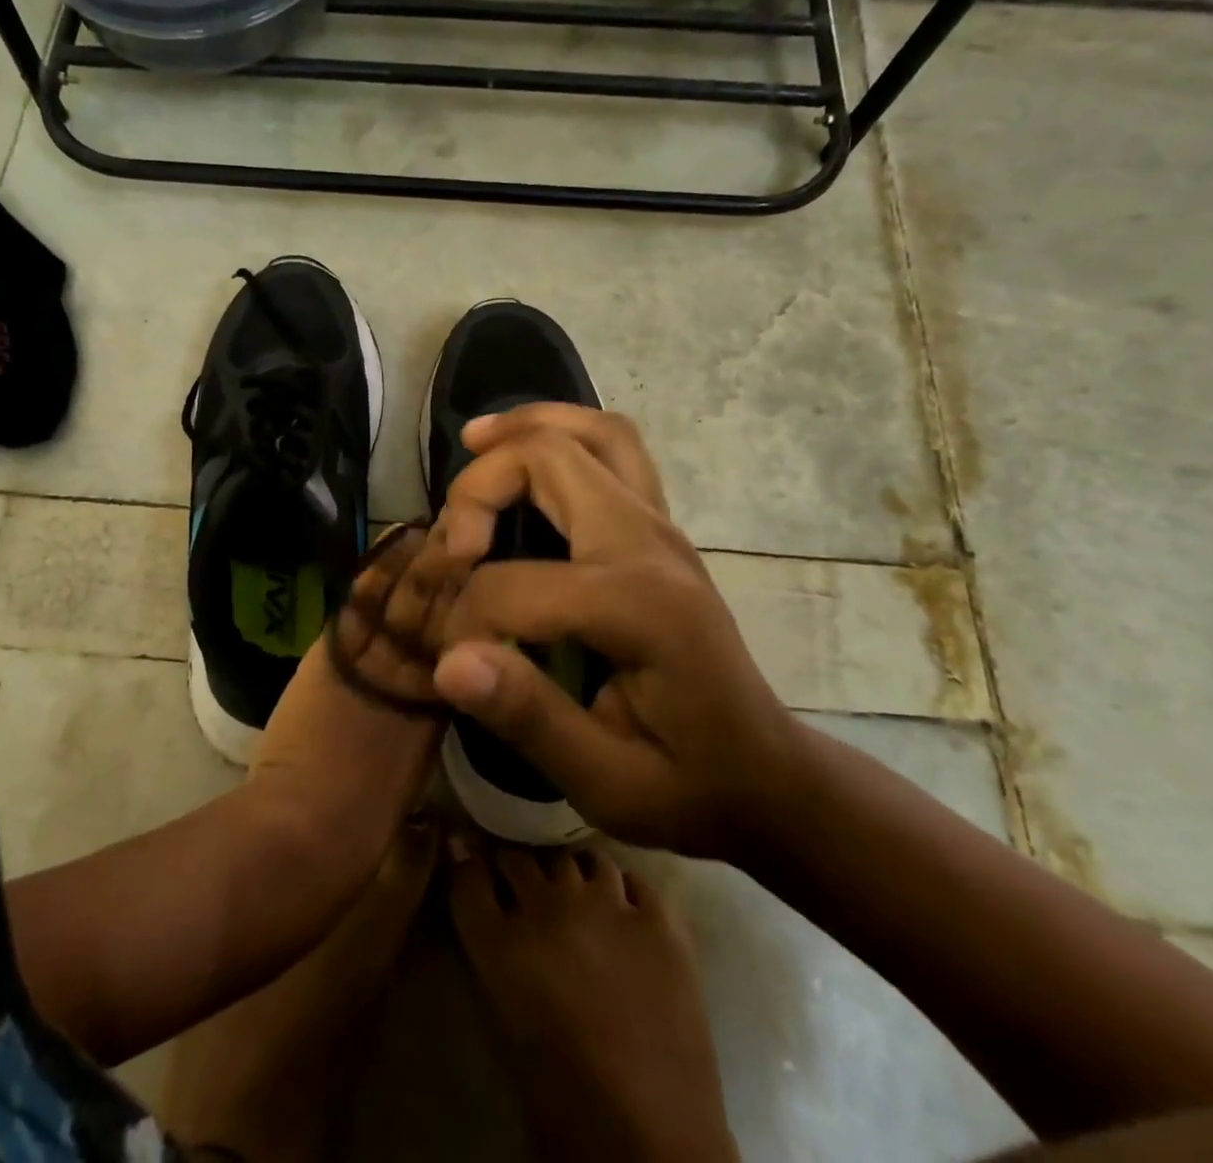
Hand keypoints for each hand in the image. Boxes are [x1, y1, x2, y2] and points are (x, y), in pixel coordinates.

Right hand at [429, 405, 807, 862]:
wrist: (765, 775)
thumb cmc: (688, 785)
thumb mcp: (607, 780)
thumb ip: (530, 718)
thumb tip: (447, 662)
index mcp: (638, 607)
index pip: (513, 584)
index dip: (464, 620)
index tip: (452, 664)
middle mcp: (652, 544)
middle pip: (551, 460)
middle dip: (481, 489)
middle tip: (454, 544)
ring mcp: (662, 526)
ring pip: (593, 431)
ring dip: (526, 427)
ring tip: (474, 441)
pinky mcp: (659, 527)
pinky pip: (611, 447)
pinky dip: (560, 432)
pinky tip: (520, 449)